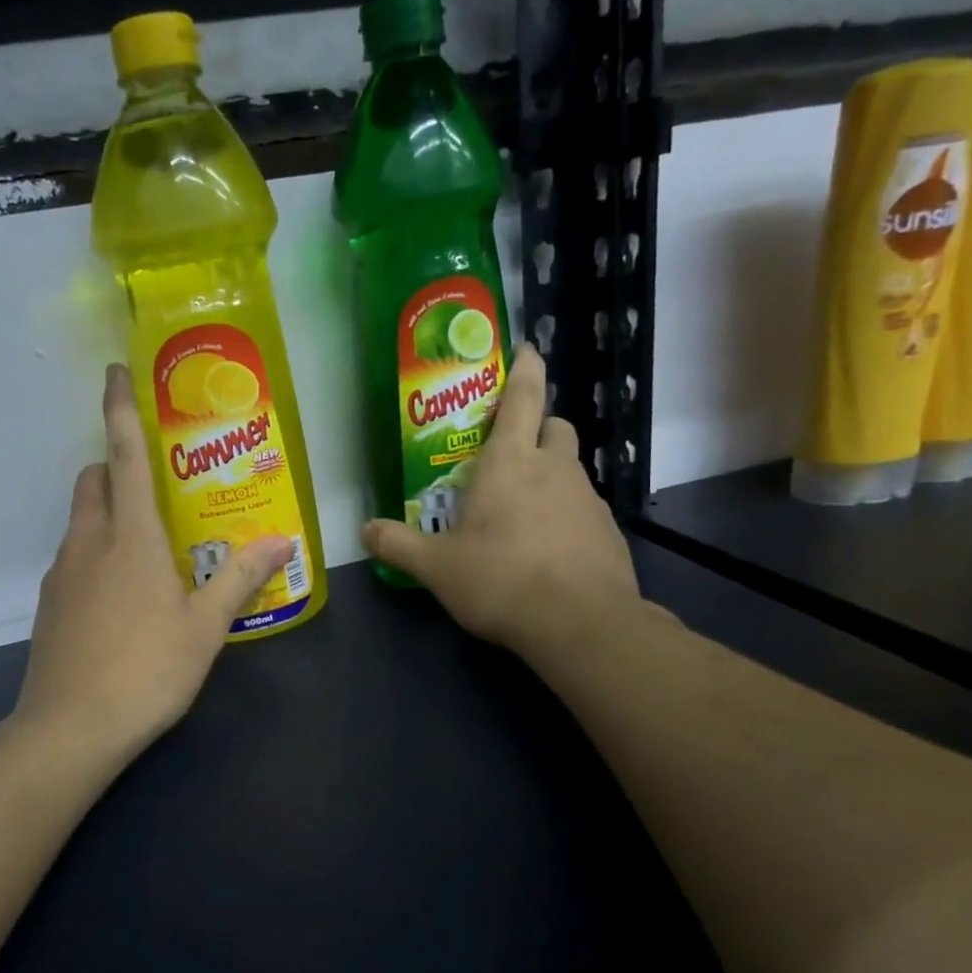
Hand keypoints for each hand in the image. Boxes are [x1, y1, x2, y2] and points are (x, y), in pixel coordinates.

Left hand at [15, 364, 291, 767]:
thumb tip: (282, 539)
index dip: (120, 409)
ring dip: (108, 512)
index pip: (122, 454)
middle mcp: (89, 541)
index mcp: (130, 535)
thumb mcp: (206, 626)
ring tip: (149, 547)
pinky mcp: (50, 603)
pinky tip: (124, 595)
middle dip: (115, 466)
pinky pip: (75, 556)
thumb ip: (241, 577)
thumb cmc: (147, 669)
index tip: (115, 372)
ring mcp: (62, 572)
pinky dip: (97, 552)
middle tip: (157, 486)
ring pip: (81, 518)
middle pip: (93, 479)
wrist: (71, 730)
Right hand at [361, 345, 643, 665]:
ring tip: (522, 511)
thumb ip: (398, 545)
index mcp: (510, 462)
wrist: (580, 623)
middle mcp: (554, 469)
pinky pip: (583, 507)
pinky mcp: (607, 531)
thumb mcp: (436, 567)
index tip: (528, 349)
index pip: (524, 397)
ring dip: (550, 474)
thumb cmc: (500, 579)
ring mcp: (588, 498)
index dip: (526, 369)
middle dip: (538, 427)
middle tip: (511, 453)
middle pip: (555, 427)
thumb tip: (364, 531)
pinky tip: (547, 549)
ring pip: (571, 468)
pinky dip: (565, 513)